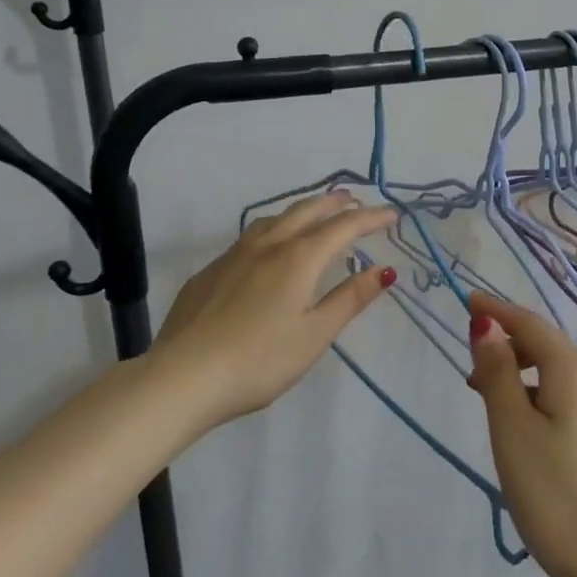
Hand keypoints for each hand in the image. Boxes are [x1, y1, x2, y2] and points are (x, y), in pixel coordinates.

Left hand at [153, 191, 397, 426]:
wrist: (183, 377)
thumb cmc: (259, 360)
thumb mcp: (315, 334)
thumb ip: (349, 299)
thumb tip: (384, 269)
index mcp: (298, 258)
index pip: (343, 227)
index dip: (370, 218)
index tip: (393, 214)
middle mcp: (267, 246)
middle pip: (306, 212)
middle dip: (334, 203)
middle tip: (354, 200)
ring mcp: (233, 256)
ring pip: (273, 219)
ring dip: (301, 210)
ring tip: (313, 215)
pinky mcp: (210, 272)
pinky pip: (249, 237)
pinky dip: (272, 230)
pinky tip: (266, 249)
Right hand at [464, 291, 576, 576]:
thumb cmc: (554, 494)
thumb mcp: (512, 429)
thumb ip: (498, 373)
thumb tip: (486, 326)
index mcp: (573, 370)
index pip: (530, 323)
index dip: (496, 310)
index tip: (467, 300)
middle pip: (547, 346)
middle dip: (508, 347)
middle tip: (471, 374)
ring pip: (558, 376)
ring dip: (523, 376)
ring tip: (493, 406)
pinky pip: (571, 400)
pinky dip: (542, 398)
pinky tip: (527, 431)